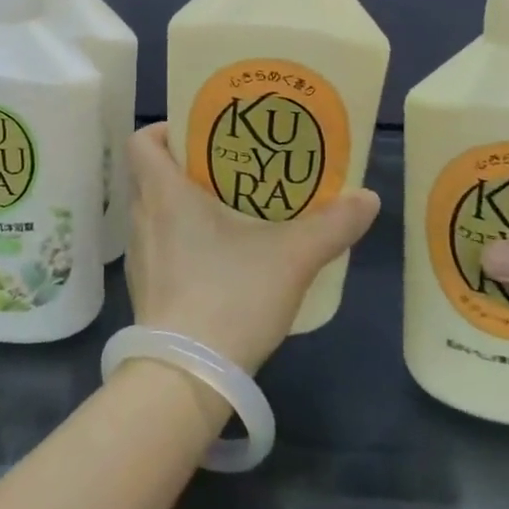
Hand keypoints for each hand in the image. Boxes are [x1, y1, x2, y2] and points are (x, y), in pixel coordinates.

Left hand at [125, 123, 380, 373]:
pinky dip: (183, 241)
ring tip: (231, 208)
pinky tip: (221, 258)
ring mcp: (140, 259)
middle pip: (151, 174)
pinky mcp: (147, 292)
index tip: (203, 133)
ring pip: (155, 212)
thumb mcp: (291, 258)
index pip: (142, 141)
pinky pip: (160, 247)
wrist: (185, 379)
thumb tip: (368, 198)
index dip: (166, 129)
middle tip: (231, 166)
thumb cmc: (229, 297)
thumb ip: (332, 225)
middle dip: (187, 165)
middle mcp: (143, 219)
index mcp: (164, 194)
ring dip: (184, 204)